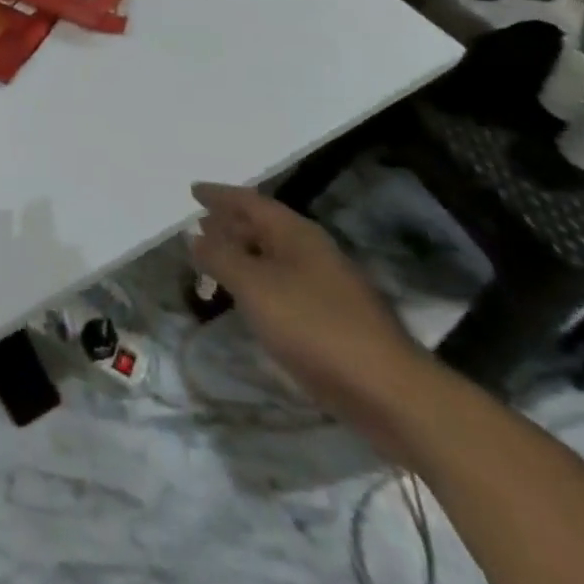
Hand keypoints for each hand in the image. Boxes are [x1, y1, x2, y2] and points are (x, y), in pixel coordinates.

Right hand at [190, 184, 434, 460]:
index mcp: (297, 234)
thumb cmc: (315, 327)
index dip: (220, 195)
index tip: (193, 190)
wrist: (390, 393)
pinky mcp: (334, 320)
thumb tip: (194, 235)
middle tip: (199, 226)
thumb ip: (220, 257)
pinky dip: (259, 282)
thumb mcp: (255, 288)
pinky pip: (284, 285)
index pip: (251, 202)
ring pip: (274, 258)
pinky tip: (249, 300)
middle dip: (230, 224)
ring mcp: (328, 287)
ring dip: (243, 255)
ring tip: (215, 261)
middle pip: (264, 227)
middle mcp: (313, 252)